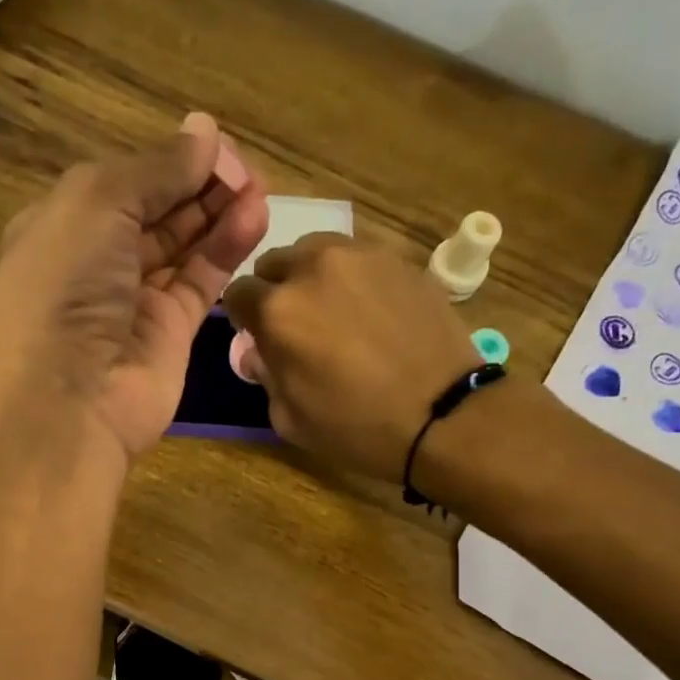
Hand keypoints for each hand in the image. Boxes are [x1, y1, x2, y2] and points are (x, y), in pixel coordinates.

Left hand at [0, 113, 269, 468]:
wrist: (65, 402)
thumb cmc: (64, 288)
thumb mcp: (96, 205)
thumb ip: (155, 169)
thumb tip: (205, 132)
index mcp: (64, 225)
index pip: (125, 182)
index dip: (169, 161)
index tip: (215, 144)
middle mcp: (98, 263)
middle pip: (158, 212)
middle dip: (200, 186)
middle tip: (246, 169)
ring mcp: (135, 303)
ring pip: (184, 247)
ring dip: (220, 214)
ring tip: (260, 189)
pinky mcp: (170, 336)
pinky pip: (201, 283)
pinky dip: (227, 250)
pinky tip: (255, 219)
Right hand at [224, 234, 481, 481]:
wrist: (442, 415)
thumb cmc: (357, 428)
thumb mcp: (291, 420)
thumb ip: (265, 377)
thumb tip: (259, 353)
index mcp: (278, 311)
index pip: (238, 293)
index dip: (245, 318)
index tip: (260, 336)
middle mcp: (313, 269)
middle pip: (275, 262)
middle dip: (277, 290)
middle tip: (299, 325)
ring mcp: (361, 256)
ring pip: (317, 251)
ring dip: (314, 276)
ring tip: (335, 311)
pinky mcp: (399, 259)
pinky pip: (360, 258)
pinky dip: (354, 279)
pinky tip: (372, 312)